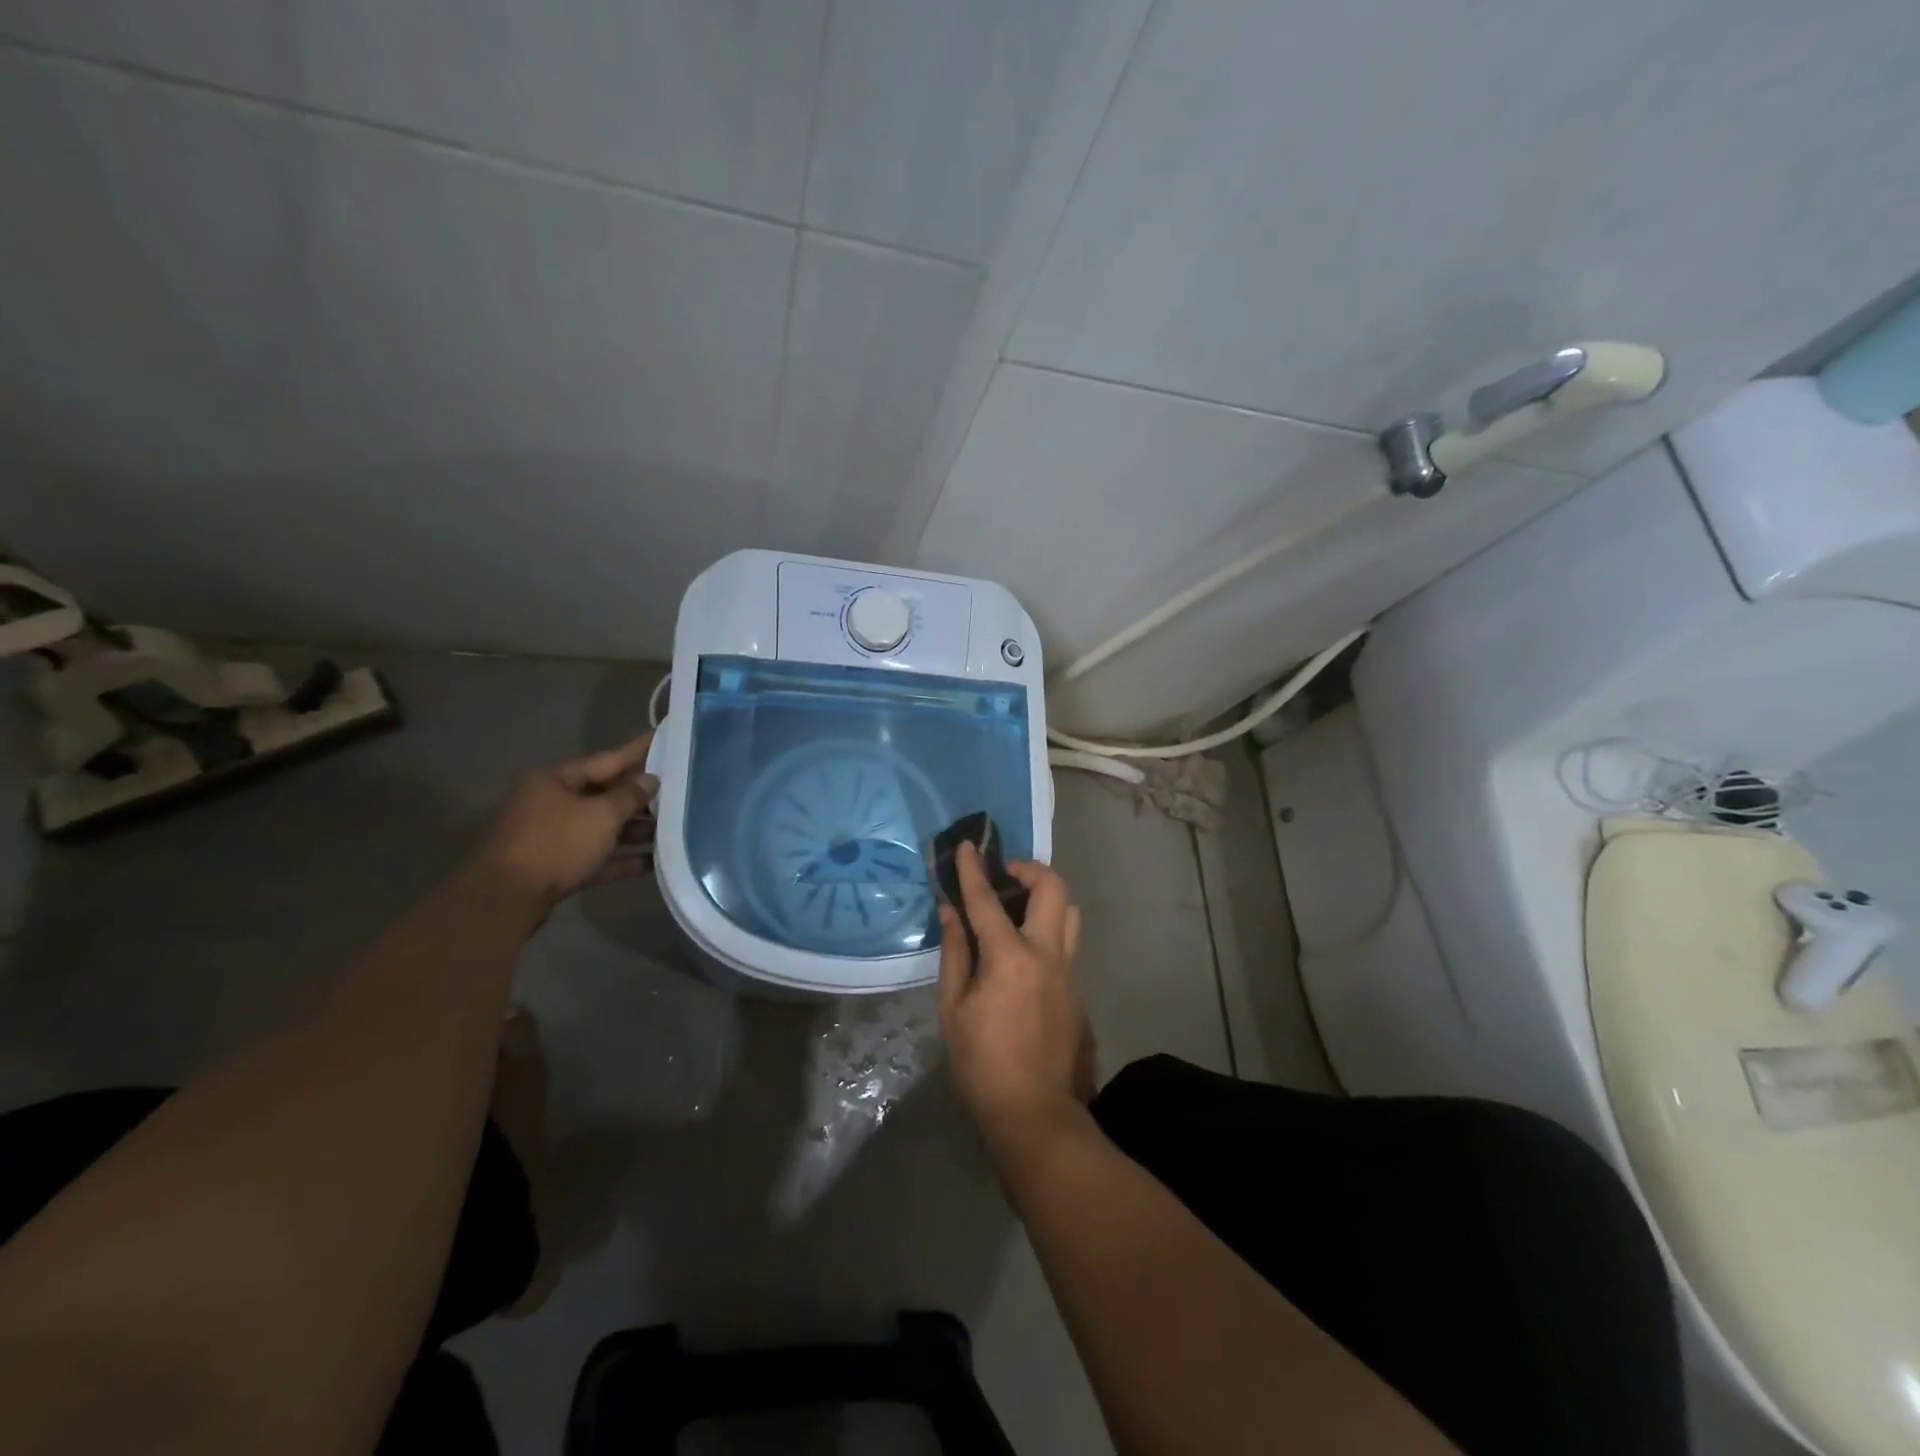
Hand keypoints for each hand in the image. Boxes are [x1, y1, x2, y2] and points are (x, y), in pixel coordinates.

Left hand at [472, 734, 658, 913]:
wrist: (506, 899)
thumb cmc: (556, 843)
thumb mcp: (601, 815)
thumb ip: (630, 795)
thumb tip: (650, 780)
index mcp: (556, 779)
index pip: (607, 759)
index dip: (638, 750)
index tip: (665, 737)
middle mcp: (552, 803)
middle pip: (605, 794)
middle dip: (640, 797)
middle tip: (679, 790)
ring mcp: (553, 836)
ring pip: (602, 827)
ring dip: (635, 830)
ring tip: (673, 829)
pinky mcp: (557, 867)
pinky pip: (596, 856)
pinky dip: (621, 858)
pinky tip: (653, 862)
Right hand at [938, 843, 1094, 1152]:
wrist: (1033, 1111)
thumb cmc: (981, 1062)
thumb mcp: (953, 1008)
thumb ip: (955, 951)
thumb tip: (952, 910)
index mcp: (1010, 958)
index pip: (987, 900)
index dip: (973, 869)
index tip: (966, 845)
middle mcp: (1047, 954)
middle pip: (1053, 888)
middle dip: (1029, 869)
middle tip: (1004, 876)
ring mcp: (1069, 969)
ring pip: (1070, 911)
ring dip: (1046, 896)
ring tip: (1018, 906)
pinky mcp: (1078, 986)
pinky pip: (1068, 939)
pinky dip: (1049, 926)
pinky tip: (1026, 946)